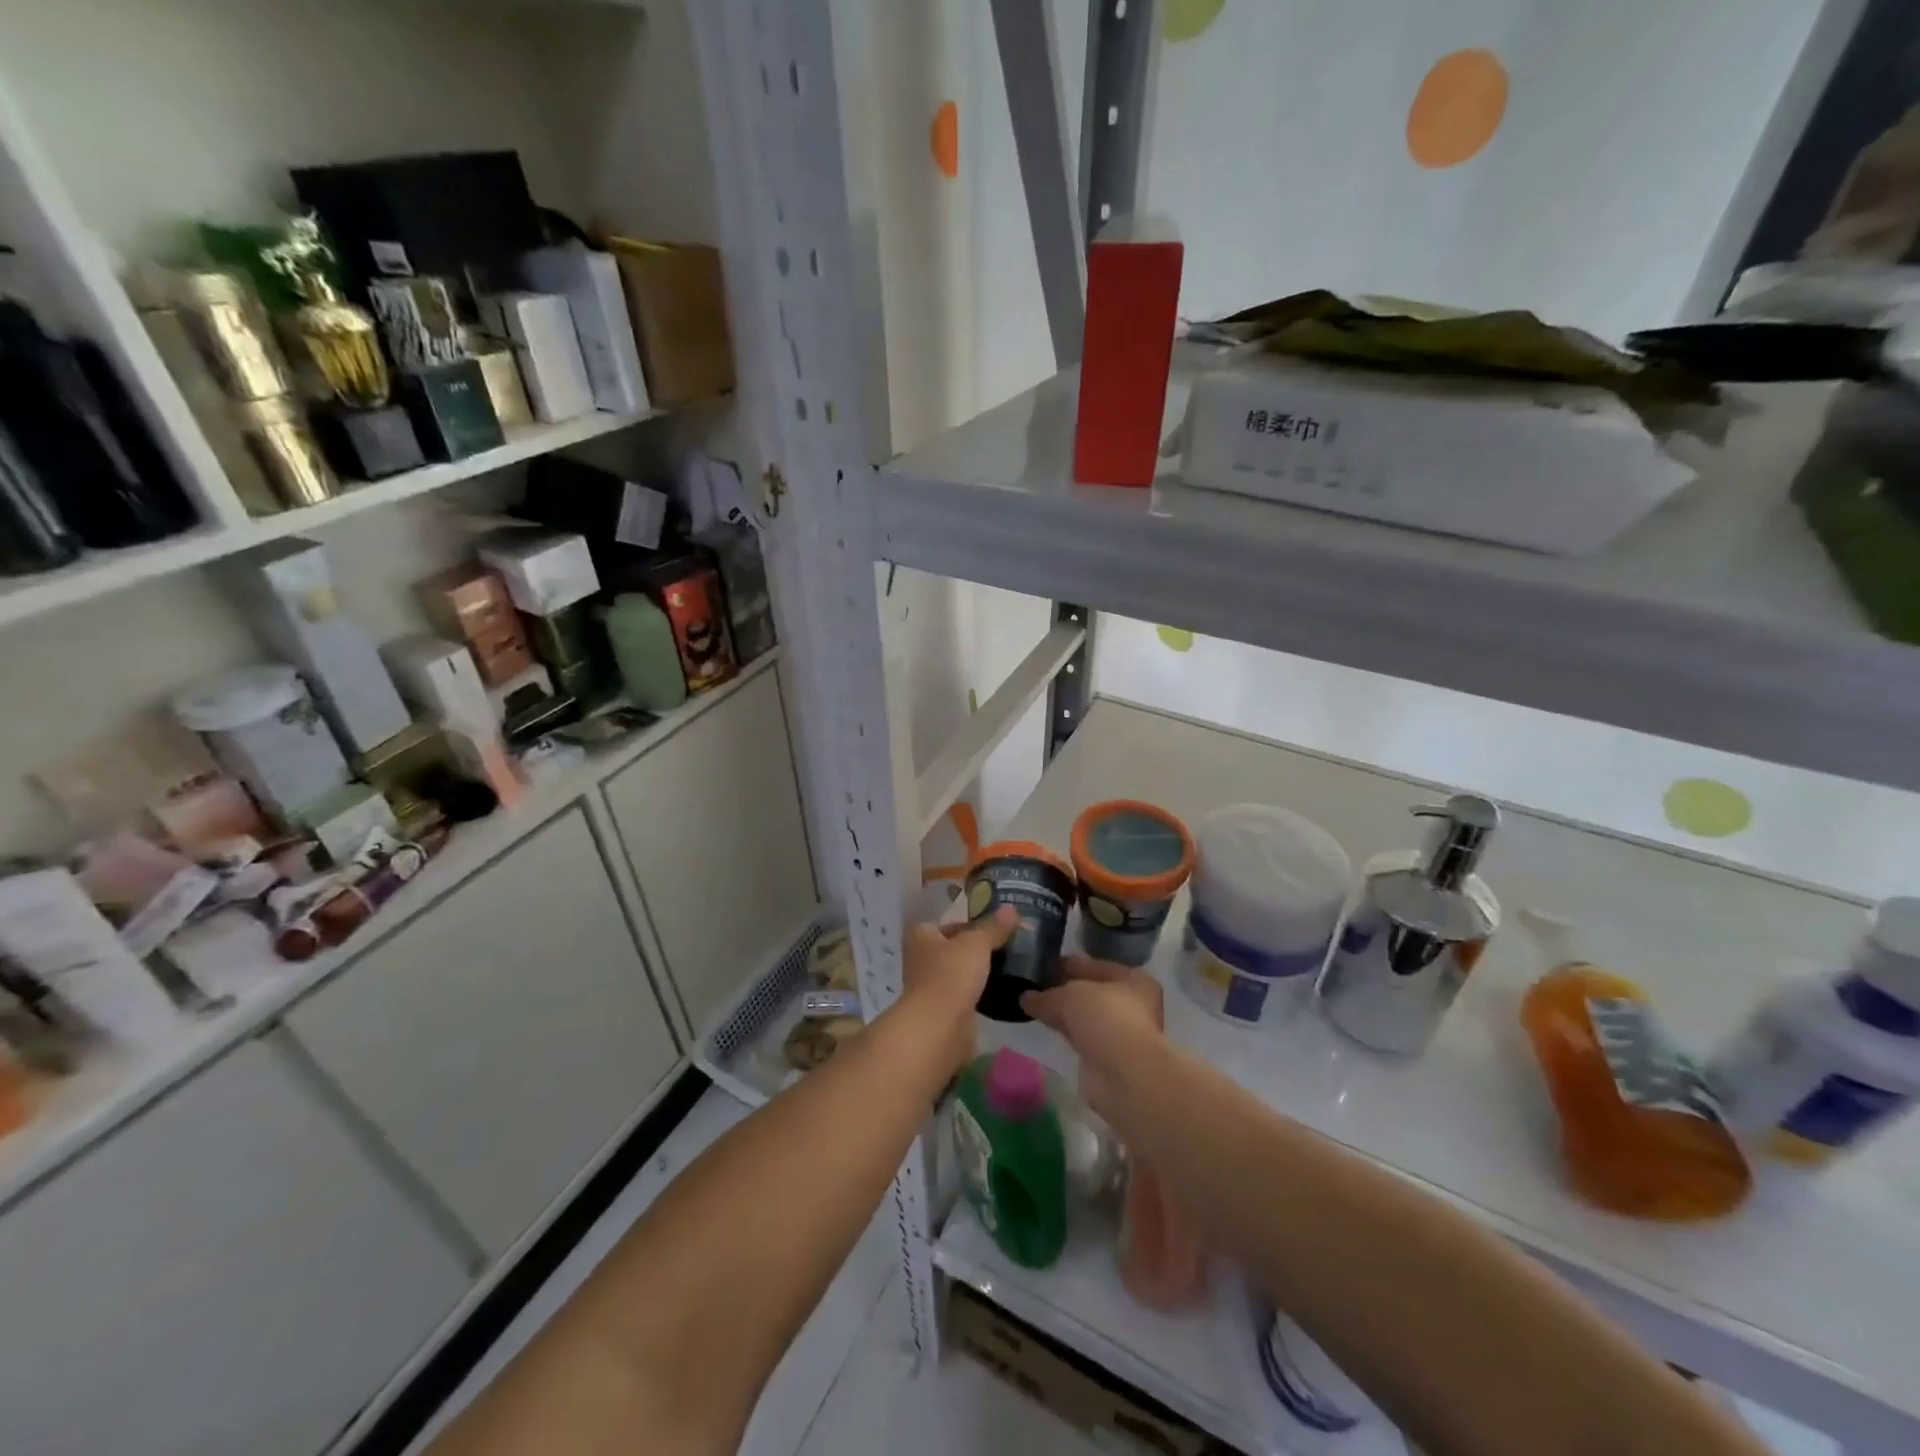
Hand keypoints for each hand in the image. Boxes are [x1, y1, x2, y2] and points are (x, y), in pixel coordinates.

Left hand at [899, 906, 1016, 1072]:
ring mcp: (930, 985)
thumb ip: (994, 927)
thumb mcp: (977, 944)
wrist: (939, 1027)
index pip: (947, 922)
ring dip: (977, 970)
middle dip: (976, 947)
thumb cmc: (951, 974)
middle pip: (953, 947)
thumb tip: (1012, 908)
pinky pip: (964, 993)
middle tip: (1006, 945)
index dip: (970, 923)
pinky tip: (999, 988)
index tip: (995, 926)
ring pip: (959, 971)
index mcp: (921, 935)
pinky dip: (978, 991)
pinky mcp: (943, 1009)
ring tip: (1008, 965)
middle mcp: (921, 958)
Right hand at [1021, 955, 1166, 1126]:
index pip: (1095, 965)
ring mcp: (1122, 1033)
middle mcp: (1133, 1004)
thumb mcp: (1068, 996)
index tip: (1043, 964)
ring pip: (1087, 1016)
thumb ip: (1046, 995)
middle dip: (1065, 989)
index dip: (1069, 964)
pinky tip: (1047, 1028)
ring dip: (1065, 1013)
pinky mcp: (1109, 1057)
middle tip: (1035, 985)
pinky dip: (1067, 1033)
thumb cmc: (1104, 1019)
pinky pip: (1083, 1037)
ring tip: (1036, 1006)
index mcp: (1133, 979)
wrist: (1124, 1075)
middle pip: (1092, 991)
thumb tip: (1026, 997)